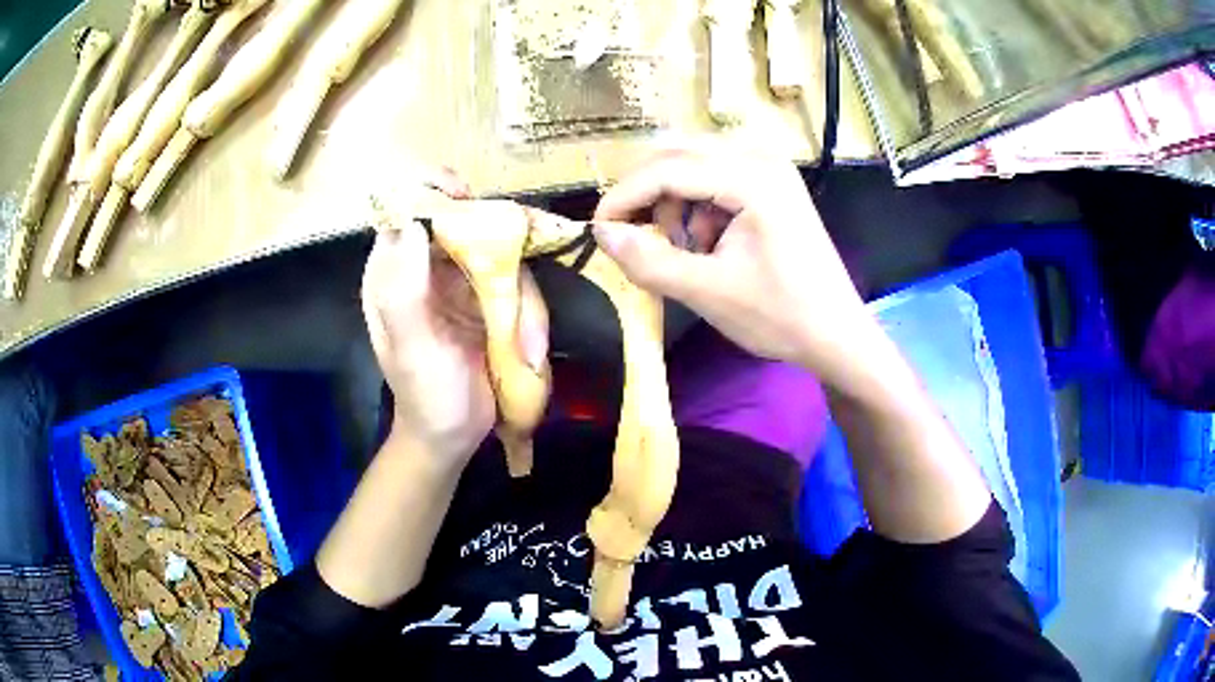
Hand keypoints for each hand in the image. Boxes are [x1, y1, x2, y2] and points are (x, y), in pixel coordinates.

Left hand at [361, 174, 548, 464]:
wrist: (453, 435)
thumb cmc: (425, 396)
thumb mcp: (410, 349)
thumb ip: (404, 292)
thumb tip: (411, 223)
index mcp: (392, 273)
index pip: (403, 209)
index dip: (430, 190)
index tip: (464, 196)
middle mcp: (424, 268)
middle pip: (460, 221)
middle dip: (495, 238)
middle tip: (520, 256)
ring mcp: (459, 282)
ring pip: (498, 253)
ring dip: (520, 295)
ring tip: (524, 346)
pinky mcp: (487, 300)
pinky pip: (516, 283)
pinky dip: (528, 312)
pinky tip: (527, 349)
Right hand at [592, 146, 875, 389]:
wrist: (837, 335)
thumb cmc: (780, 316)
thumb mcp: (708, 292)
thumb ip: (649, 261)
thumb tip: (601, 234)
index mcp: (752, 179)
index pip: (667, 169)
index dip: (624, 197)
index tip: (597, 230)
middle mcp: (761, 158)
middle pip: (679, 155)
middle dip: (649, 195)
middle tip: (637, 237)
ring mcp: (771, 169)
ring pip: (695, 165)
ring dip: (675, 203)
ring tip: (684, 250)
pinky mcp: (773, 185)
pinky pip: (717, 179)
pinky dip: (698, 207)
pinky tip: (709, 245)